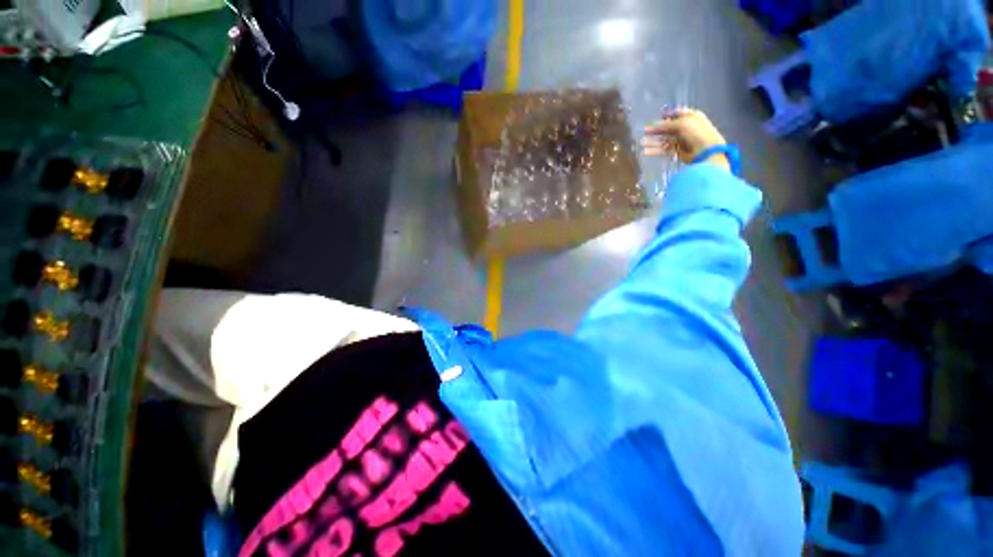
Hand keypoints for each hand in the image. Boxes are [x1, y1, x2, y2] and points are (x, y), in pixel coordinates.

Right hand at [642, 109, 729, 170]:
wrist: (705, 152)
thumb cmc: (697, 133)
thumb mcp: (682, 124)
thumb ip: (667, 125)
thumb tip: (654, 125)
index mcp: (691, 117)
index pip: (677, 114)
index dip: (668, 115)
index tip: (658, 116)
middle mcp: (686, 128)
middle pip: (668, 128)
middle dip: (657, 129)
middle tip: (645, 131)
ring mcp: (681, 141)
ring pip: (664, 139)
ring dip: (653, 141)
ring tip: (642, 142)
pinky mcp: (677, 152)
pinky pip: (664, 150)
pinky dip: (655, 151)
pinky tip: (646, 151)